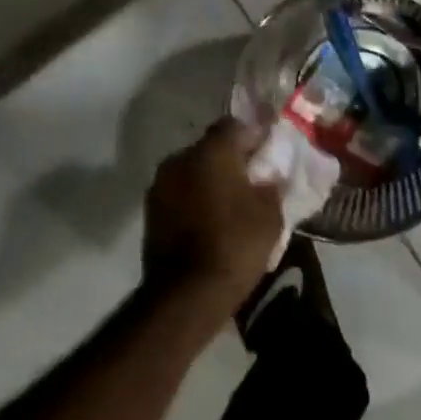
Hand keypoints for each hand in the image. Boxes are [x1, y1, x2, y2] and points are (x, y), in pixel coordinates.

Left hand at [143, 119, 283, 319]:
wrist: (187, 293)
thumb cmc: (236, 244)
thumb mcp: (270, 213)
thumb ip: (270, 185)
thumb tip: (268, 176)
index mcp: (211, 151)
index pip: (234, 126)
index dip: (253, 136)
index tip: (268, 153)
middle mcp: (180, 159)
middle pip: (210, 148)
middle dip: (230, 159)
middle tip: (252, 179)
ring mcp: (160, 186)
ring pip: (192, 171)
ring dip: (209, 180)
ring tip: (230, 203)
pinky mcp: (150, 212)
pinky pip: (180, 194)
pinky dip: (194, 199)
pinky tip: (211, 220)